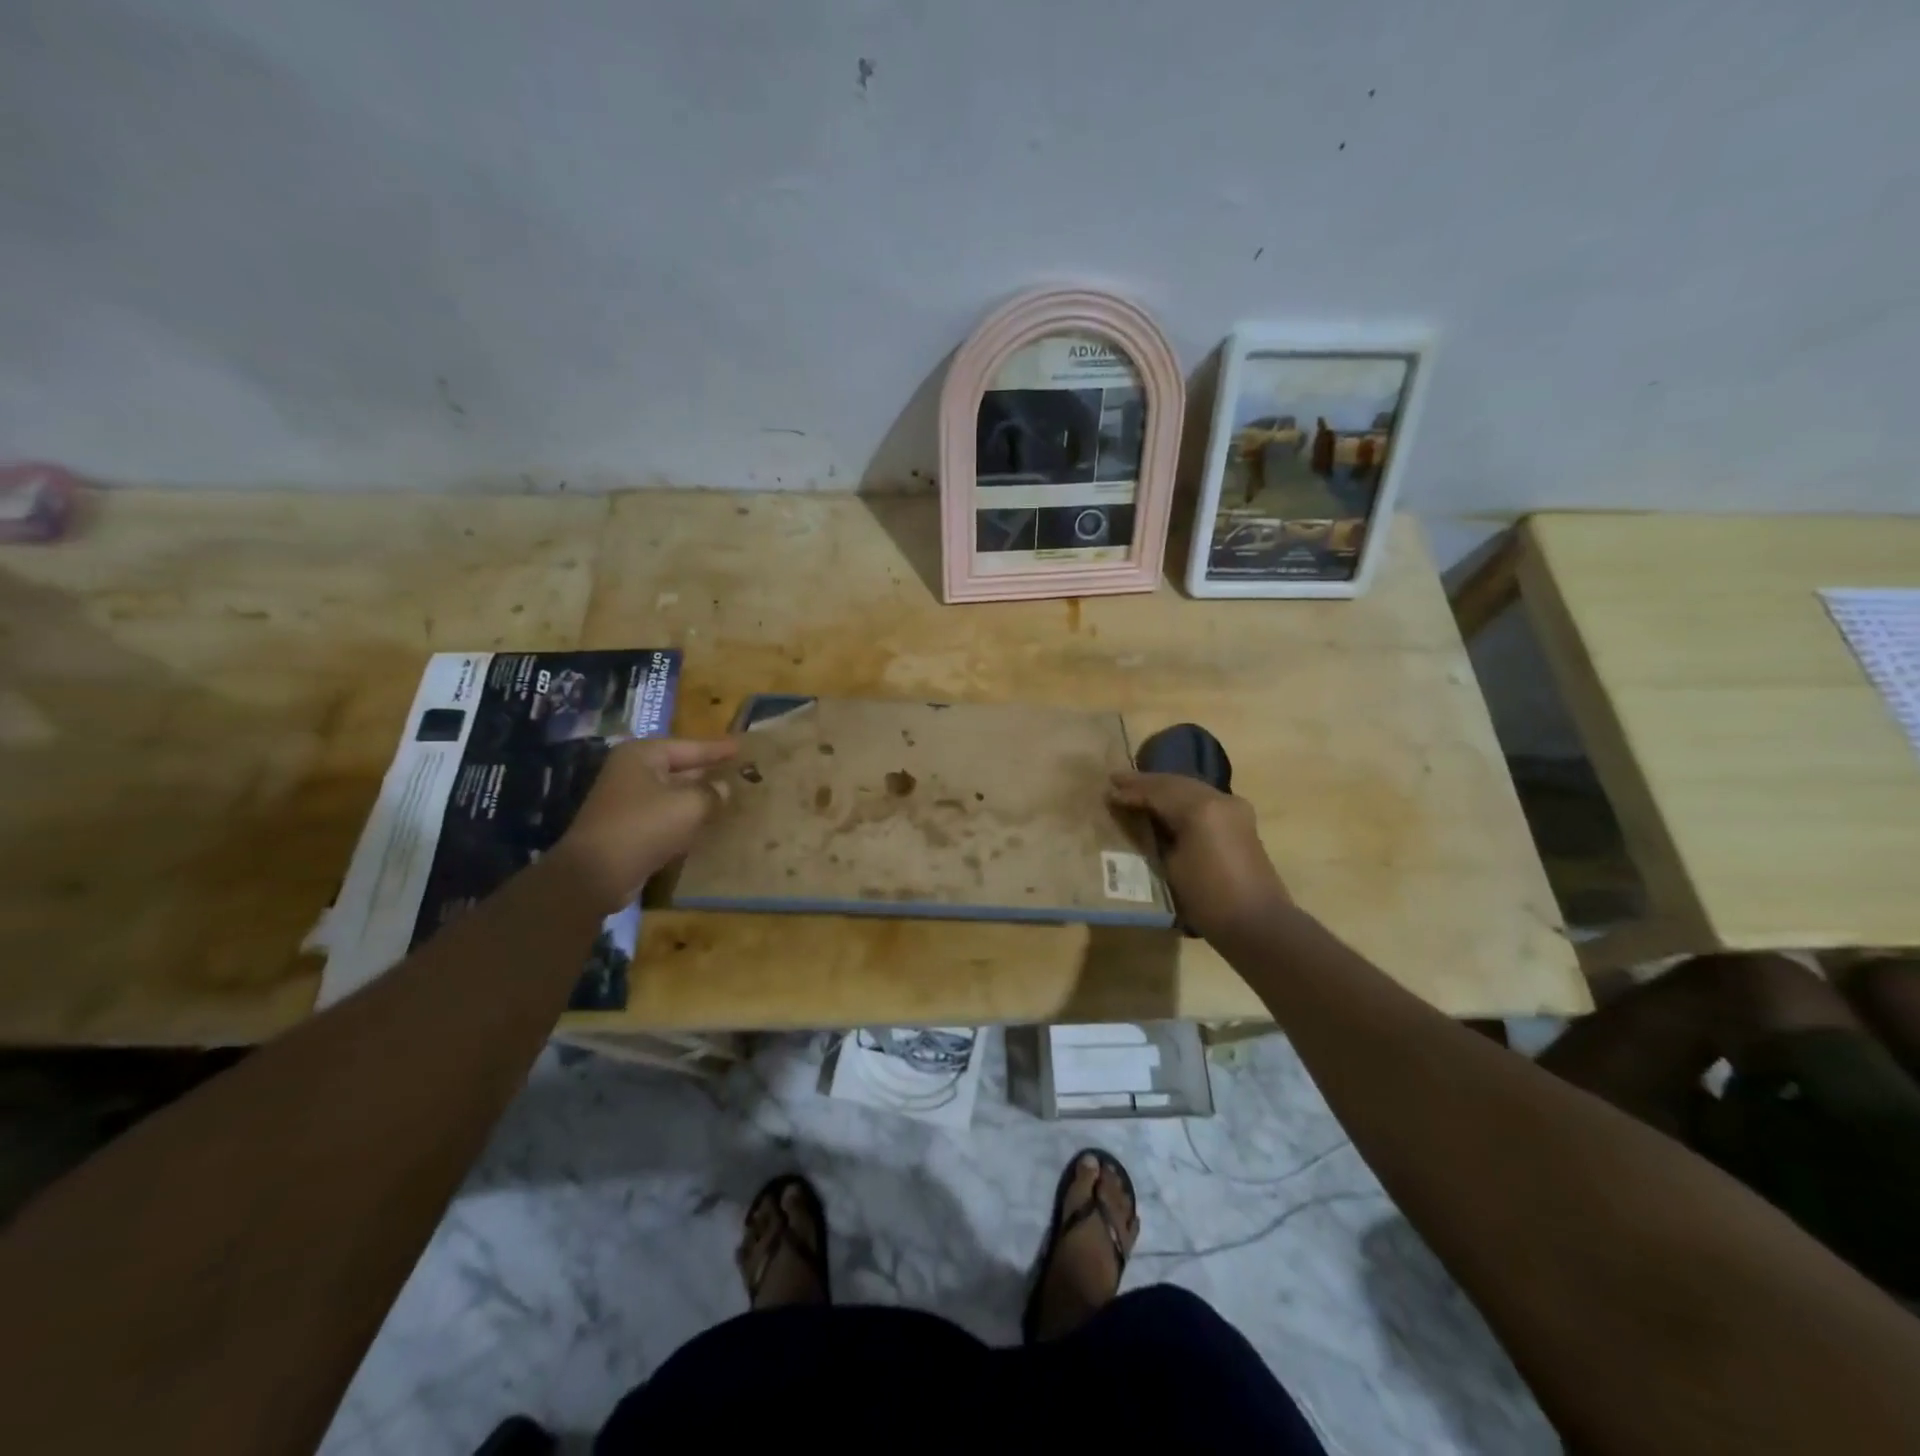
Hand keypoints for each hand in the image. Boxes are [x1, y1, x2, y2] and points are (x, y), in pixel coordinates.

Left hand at [555, 737, 738, 910]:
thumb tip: (723, 788)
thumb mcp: (689, 805)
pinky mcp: (627, 827)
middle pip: (678, 768)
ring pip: (672, 793)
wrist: (596, 875)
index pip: (689, 747)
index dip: (717, 749)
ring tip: (728, 796)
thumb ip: (712, 792)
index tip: (742, 747)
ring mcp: (626, 801)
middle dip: (707, 772)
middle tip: (738, 771)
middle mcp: (630, 772)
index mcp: (642, 755)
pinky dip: (684, 817)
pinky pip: (664, 815)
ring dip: (697, 797)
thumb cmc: (644, 826)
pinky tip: (705, 822)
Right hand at [1108, 771, 1290, 941]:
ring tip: (1137, 789)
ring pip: (1191, 788)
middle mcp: (1219, 798)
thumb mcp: (1170, 866)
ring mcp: (1234, 808)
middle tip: (1117, 781)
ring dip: (1164, 788)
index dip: (1132, 791)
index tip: (1108, 790)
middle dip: (1146, 783)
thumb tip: (1137, 820)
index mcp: (1200, 808)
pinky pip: (1203, 799)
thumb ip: (1153, 836)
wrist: (1257, 924)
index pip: (1158, 791)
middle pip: (1176, 783)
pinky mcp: (1240, 821)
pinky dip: (1181, 798)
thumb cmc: (1207, 898)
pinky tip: (1165, 804)